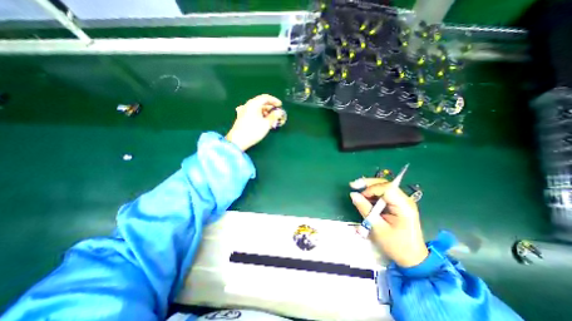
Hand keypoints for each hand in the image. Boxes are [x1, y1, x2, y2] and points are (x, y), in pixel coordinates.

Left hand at [226, 94, 283, 151]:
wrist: (238, 140)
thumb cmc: (253, 131)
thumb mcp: (266, 124)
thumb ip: (274, 116)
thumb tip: (279, 112)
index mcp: (254, 104)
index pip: (265, 97)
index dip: (274, 100)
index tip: (280, 105)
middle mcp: (248, 105)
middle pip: (261, 102)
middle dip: (270, 108)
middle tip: (276, 113)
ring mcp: (244, 110)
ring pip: (257, 108)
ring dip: (265, 112)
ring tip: (271, 119)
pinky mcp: (242, 117)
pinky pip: (253, 112)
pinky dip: (259, 114)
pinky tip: (262, 121)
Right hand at [348, 178, 428, 267]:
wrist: (412, 258)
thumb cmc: (396, 245)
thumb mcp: (378, 228)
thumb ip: (365, 209)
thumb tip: (353, 194)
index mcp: (404, 206)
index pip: (387, 188)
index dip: (371, 189)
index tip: (360, 196)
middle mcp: (404, 200)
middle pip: (385, 184)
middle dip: (368, 183)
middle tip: (353, 185)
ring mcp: (401, 201)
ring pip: (383, 187)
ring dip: (369, 187)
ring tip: (357, 191)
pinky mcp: (397, 204)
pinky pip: (383, 194)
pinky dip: (372, 194)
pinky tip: (365, 198)